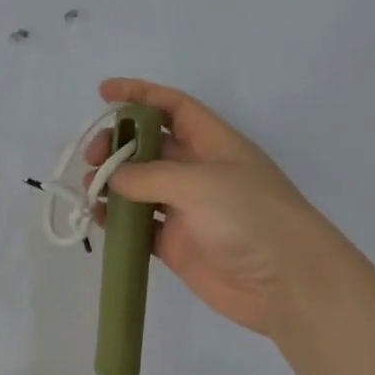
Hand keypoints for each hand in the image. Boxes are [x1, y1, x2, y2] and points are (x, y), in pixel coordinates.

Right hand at [88, 78, 343, 335]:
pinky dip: (119, 221)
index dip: (140, 95)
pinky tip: (99, 218)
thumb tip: (114, 178)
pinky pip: (141, 226)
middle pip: (150, 147)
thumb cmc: (250, 217)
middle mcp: (199, 172)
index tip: (103, 92)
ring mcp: (187, 210)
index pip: (173, 107)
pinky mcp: (178, 245)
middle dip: (119, 145)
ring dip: (114, 183)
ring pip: (141, 187)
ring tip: (90, 189)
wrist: (285, 282)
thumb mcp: (201, 183)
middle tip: (93, 158)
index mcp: (213, 144)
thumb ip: (150, 176)